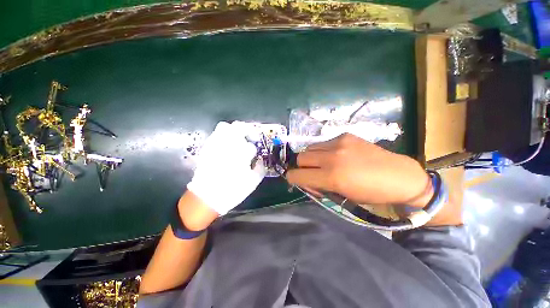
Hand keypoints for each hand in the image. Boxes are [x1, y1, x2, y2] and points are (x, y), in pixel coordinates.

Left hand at [187, 121, 265, 214]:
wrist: (207, 196)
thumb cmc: (232, 190)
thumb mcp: (252, 182)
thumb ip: (260, 168)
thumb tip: (261, 161)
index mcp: (241, 154)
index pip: (251, 145)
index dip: (254, 150)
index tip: (255, 154)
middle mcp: (228, 145)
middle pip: (239, 127)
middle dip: (248, 130)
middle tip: (251, 138)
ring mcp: (216, 145)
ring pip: (225, 127)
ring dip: (235, 130)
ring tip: (238, 139)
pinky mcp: (207, 147)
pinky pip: (215, 134)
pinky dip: (223, 136)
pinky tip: (227, 145)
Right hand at [286, 134, 432, 206]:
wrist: (399, 176)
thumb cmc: (371, 193)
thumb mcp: (341, 195)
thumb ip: (318, 185)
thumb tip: (304, 179)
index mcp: (332, 177)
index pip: (297, 174)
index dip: (292, 178)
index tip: (296, 180)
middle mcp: (332, 157)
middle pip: (300, 158)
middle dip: (302, 167)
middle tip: (312, 173)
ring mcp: (338, 143)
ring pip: (309, 148)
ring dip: (311, 158)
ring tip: (324, 164)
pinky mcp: (345, 135)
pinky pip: (323, 143)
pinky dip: (323, 151)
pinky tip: (336, 156)